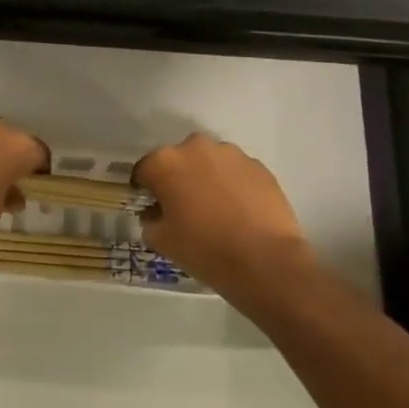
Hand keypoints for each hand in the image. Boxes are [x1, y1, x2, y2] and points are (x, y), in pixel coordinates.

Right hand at [134, 133, 315, 296]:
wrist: (264, 260)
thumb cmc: (204, 249)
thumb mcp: (161, 241)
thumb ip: (150, 220)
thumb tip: (156, 213)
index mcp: (165, 162)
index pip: (144, 170)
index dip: (145, 189)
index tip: (151, 207)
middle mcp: (196, 148)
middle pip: (178, 160)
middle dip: (177, 179)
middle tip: (184, 207)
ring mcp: (231, 154)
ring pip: (209, 162)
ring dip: (207, 178)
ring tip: (215, 209)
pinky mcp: (258, 166)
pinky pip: (236, 172)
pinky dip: (233, 185)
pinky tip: (239, 211)